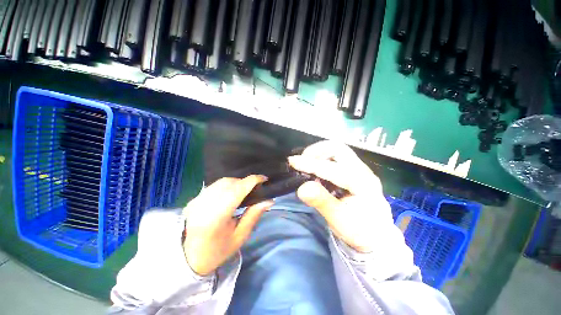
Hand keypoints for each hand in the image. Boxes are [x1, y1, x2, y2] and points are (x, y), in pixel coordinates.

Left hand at [183, 175, 272, 275]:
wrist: (189, 258)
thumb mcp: (240, 236)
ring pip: (221, 181)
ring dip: (235, 182)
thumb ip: (254, 215)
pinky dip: (226, 185)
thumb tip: (269, 200)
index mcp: (217, 217)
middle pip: (229, 182)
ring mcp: (196, 201)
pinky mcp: (193, 199)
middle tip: (254, 188)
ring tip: (243, 191)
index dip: (252, 181)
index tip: (264, 178)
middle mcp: (204, 204)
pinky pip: (214, 185)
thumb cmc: (218, 250)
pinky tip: (230, 194)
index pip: (237, 190)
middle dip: (244, 182)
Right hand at [289, 141, 392, 252]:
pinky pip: (337, 157)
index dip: (310, 164)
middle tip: (302, 161)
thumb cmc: (358, 231)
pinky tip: (316, 170)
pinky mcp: (355, 171)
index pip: (332, 168)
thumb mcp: (339, 220)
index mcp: (362, 183)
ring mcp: (360, 169)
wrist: (376, 236)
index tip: (292, 161)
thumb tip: (302, 188)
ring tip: (308, 165)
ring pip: (337, 150)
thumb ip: (321, 202)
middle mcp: (363, 171)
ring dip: (319, 154)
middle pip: (338, 148)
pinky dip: (323, 159)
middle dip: (317, 151)